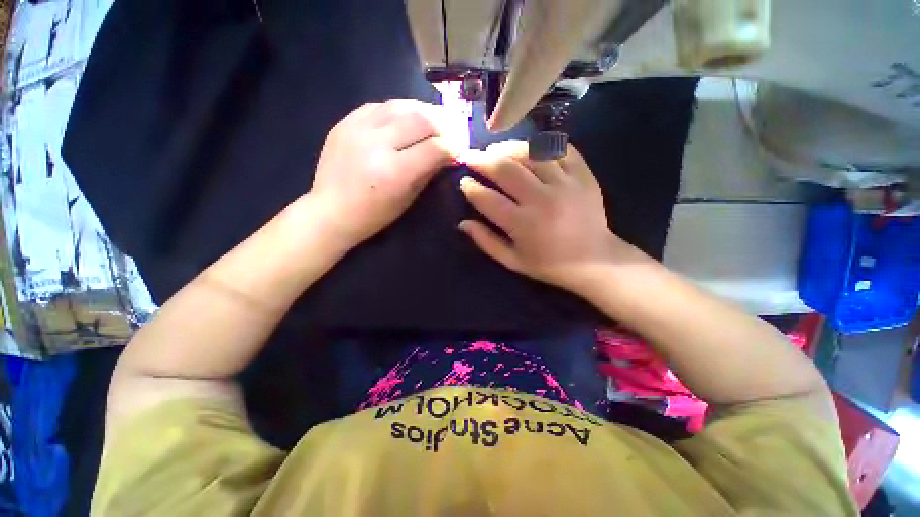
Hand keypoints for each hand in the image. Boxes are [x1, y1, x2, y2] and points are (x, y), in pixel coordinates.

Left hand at [306, 99, 461, 246]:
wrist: (331, 211)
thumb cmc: (374, 215)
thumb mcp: (408, 198)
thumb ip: (428, 171)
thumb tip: (447, 154)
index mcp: (394, 172)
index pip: (435, 147)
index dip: (453, 146)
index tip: (460, 149)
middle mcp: (377, 144)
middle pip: (421, 119)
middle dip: (443, 124)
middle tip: (452, 132)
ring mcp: (357, 128)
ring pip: (401, 105)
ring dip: (424, 111)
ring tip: (434, 120)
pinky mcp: (345, 121)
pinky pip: (379, 106)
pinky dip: (399, 110)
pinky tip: (406, 118)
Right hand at [458, 141, 646, 292]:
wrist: (595, 261)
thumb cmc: (549, 264)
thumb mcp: (513, 261)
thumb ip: (486, 242)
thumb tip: (462, 224)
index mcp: (522, 224)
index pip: (487, 199)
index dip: (471, 188)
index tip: (464, 181)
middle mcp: (541, 199)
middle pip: (505, 169)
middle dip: (483, 160)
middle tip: (472, 156)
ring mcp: (564, 184)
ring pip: (531, 153)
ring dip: (508, 148)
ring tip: (497, 149)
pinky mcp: (583, 175)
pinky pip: (561, 149)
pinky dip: (543, 145)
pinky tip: (530, 148)